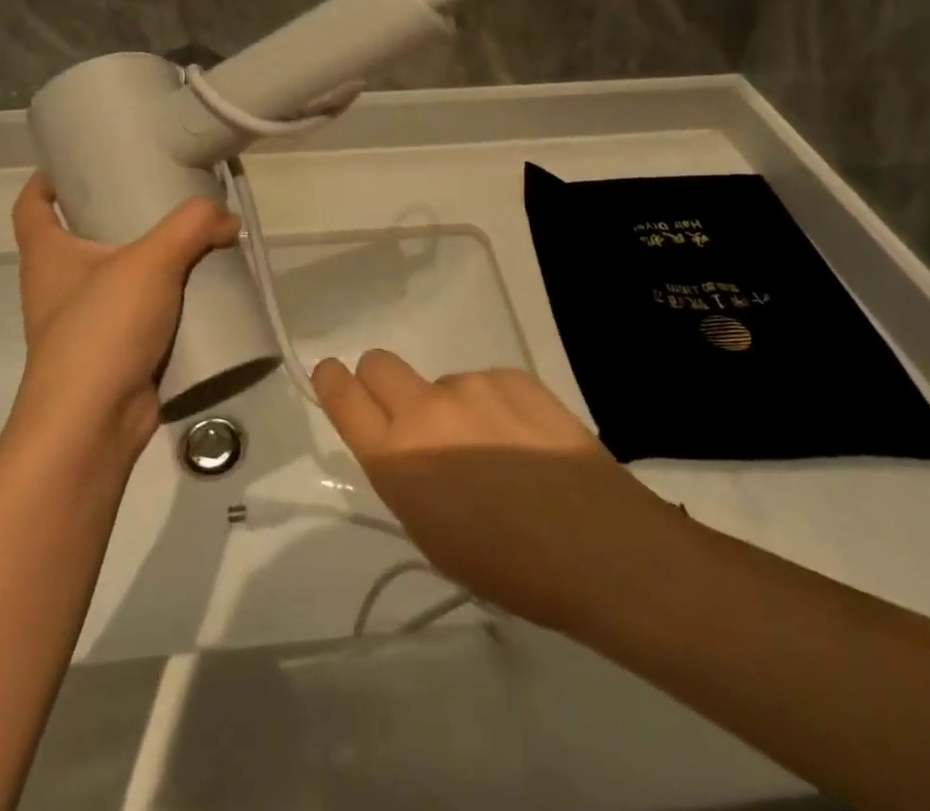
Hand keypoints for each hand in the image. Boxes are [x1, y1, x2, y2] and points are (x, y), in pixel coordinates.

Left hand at [10, 173, 239, 455]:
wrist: (93, 425)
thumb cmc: (102, 330)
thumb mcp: (151, 261)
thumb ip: (192, 226)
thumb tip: (226, 220)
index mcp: (47, 254)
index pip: (32, 205)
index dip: (48, 180)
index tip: (81, 162)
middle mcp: (59, 285)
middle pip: (81, 236)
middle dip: (118, 214)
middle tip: (163, 195)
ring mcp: (86, 322)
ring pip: (118, 276)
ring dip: (151, 260)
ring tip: (195, 239)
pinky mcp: (115, 352)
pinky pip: (143, 313)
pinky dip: (168, 300)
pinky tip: (204, 290)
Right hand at [312, 351, 676, 631]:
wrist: (599, 546)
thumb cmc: (510, 567)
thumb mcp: (434, 536)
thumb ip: (407, 478)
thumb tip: (410, 450)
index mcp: (397, 457)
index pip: (343, 397)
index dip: (331, 381)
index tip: (330, 374)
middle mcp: (425, 410)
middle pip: (378, 363)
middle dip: (381, 382)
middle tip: (411, 416)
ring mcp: (471, 385)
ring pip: (442, 383)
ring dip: (454, 409)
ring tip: (500, 454)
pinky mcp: (513, 375)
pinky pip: (486, 384)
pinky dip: (495, 407)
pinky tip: (528, 443)